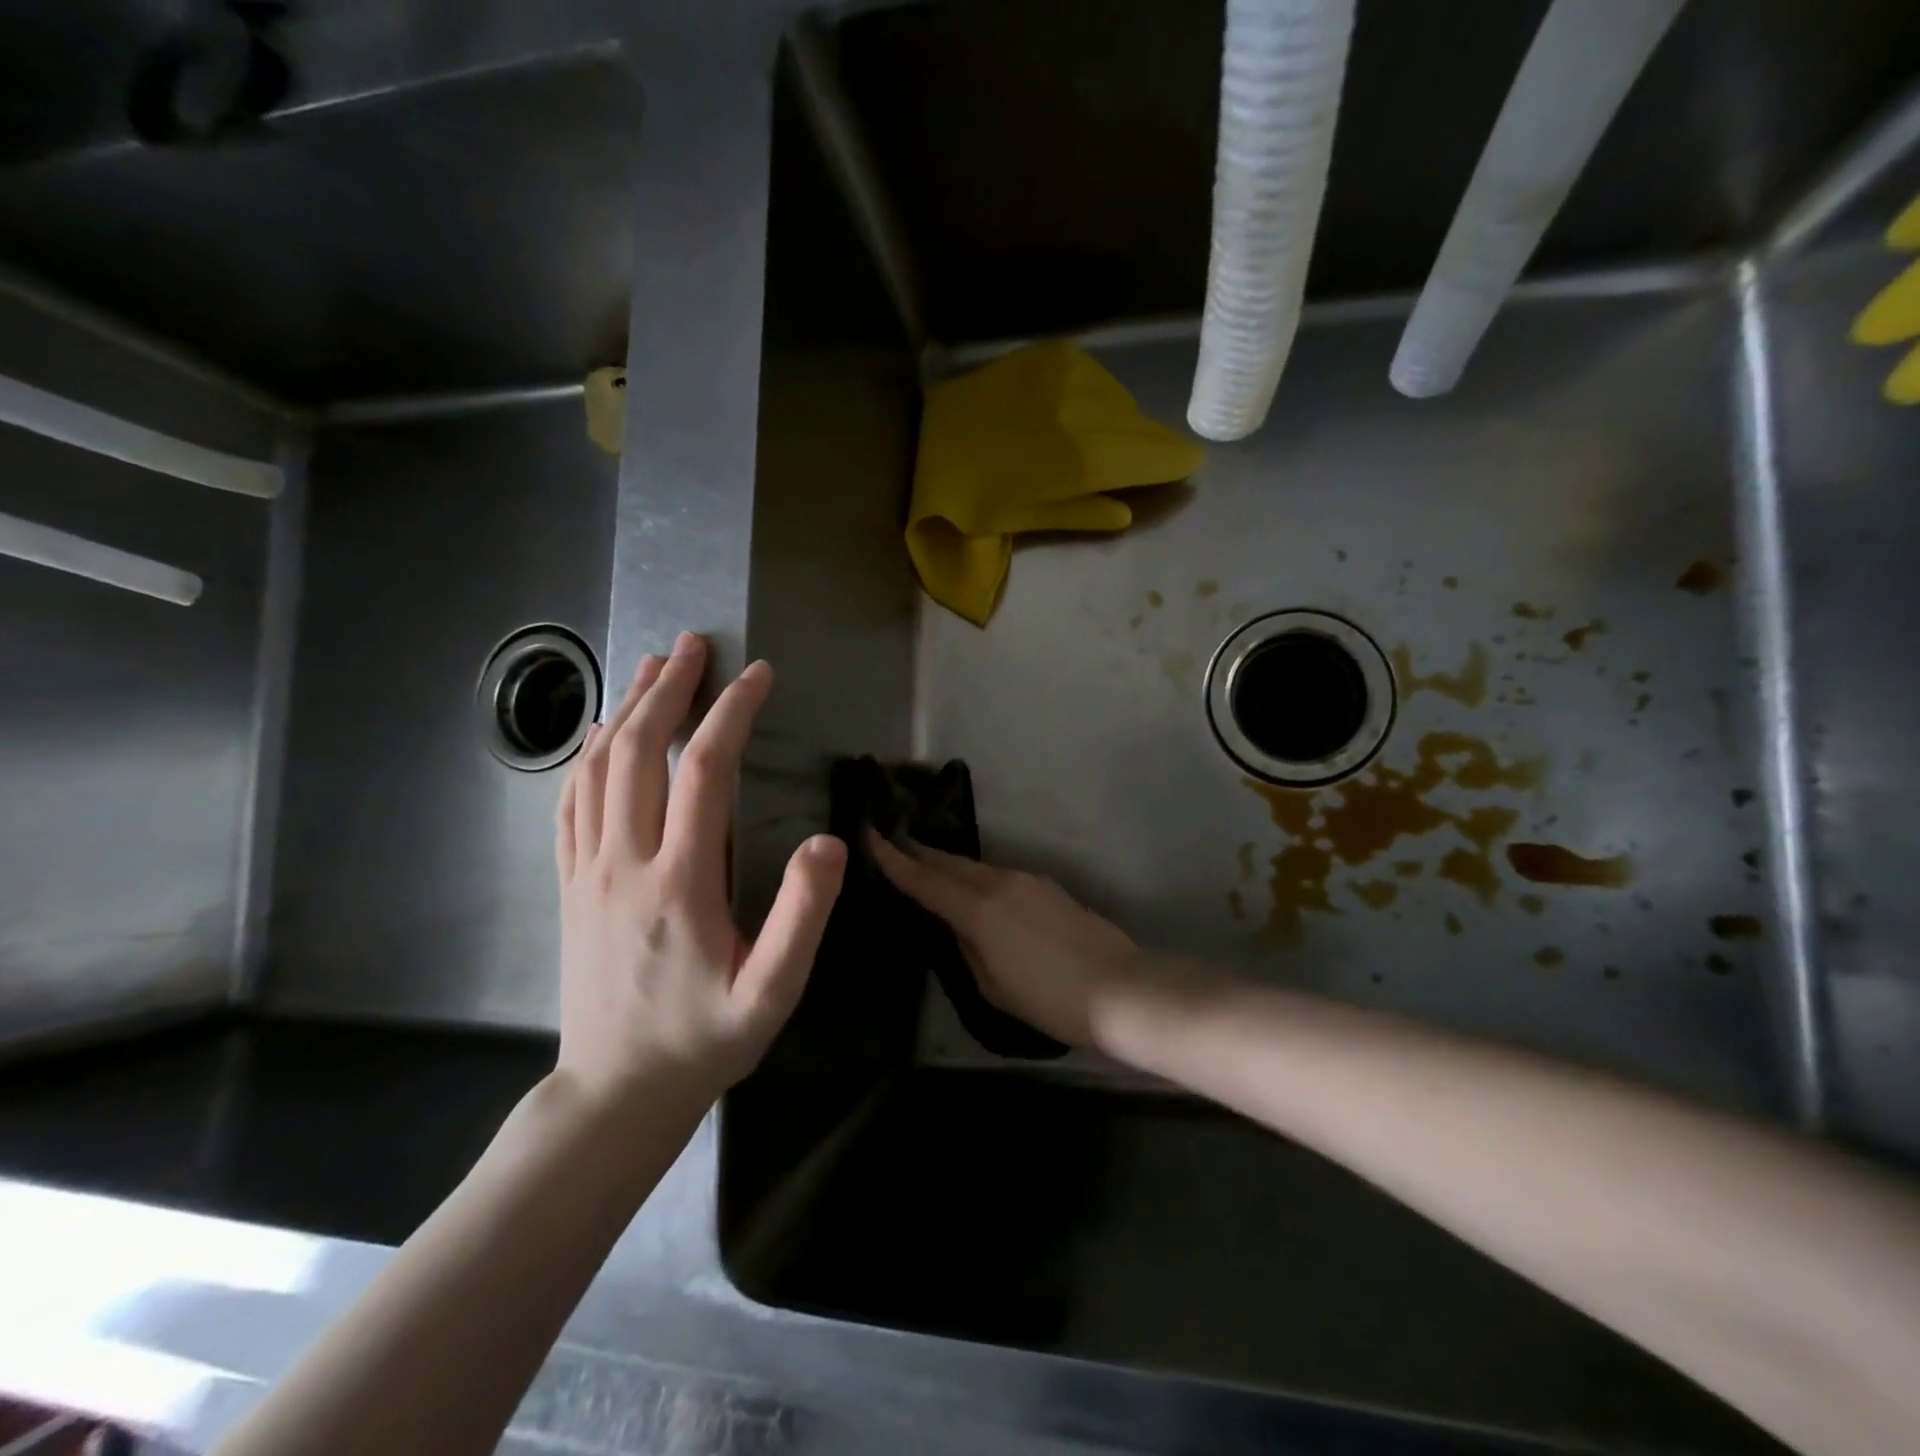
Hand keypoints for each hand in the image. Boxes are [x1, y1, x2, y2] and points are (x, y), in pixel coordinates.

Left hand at [554, 633, 846, 1104]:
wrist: (616, 1093)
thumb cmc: (704, 1040)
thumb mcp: (773, 992)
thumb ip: (803, 916)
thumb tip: (827, 843)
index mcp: (680, 883)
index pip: (705, 773)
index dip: (732, 714)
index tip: (757, 674)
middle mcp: (625, 863)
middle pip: (639, 753)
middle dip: (669, 690)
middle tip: (695, 644)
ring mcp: (588, 872)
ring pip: (599, 769)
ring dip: (627, 709)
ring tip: (653, 667)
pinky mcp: (570, 885)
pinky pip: (571, 804)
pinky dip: (587, 756)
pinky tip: (602, 733)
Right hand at [868, 835, 1165, 1050]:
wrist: (1120, 989)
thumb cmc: (1049, 999)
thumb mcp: (992, 986)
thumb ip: (967, 948)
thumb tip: (958, 925)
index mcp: (978, 909)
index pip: (924, 880)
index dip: (893, 859)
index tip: (869, 834)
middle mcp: (999, 883)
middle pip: (950, 863)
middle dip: (920, 853)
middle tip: (893, 842)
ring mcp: (1027, 880)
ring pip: (976, 868)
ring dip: (950, 866)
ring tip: (929, 866)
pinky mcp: (1048, 887)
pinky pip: (1000, 877)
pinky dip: (978, 879)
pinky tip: (976, 891)